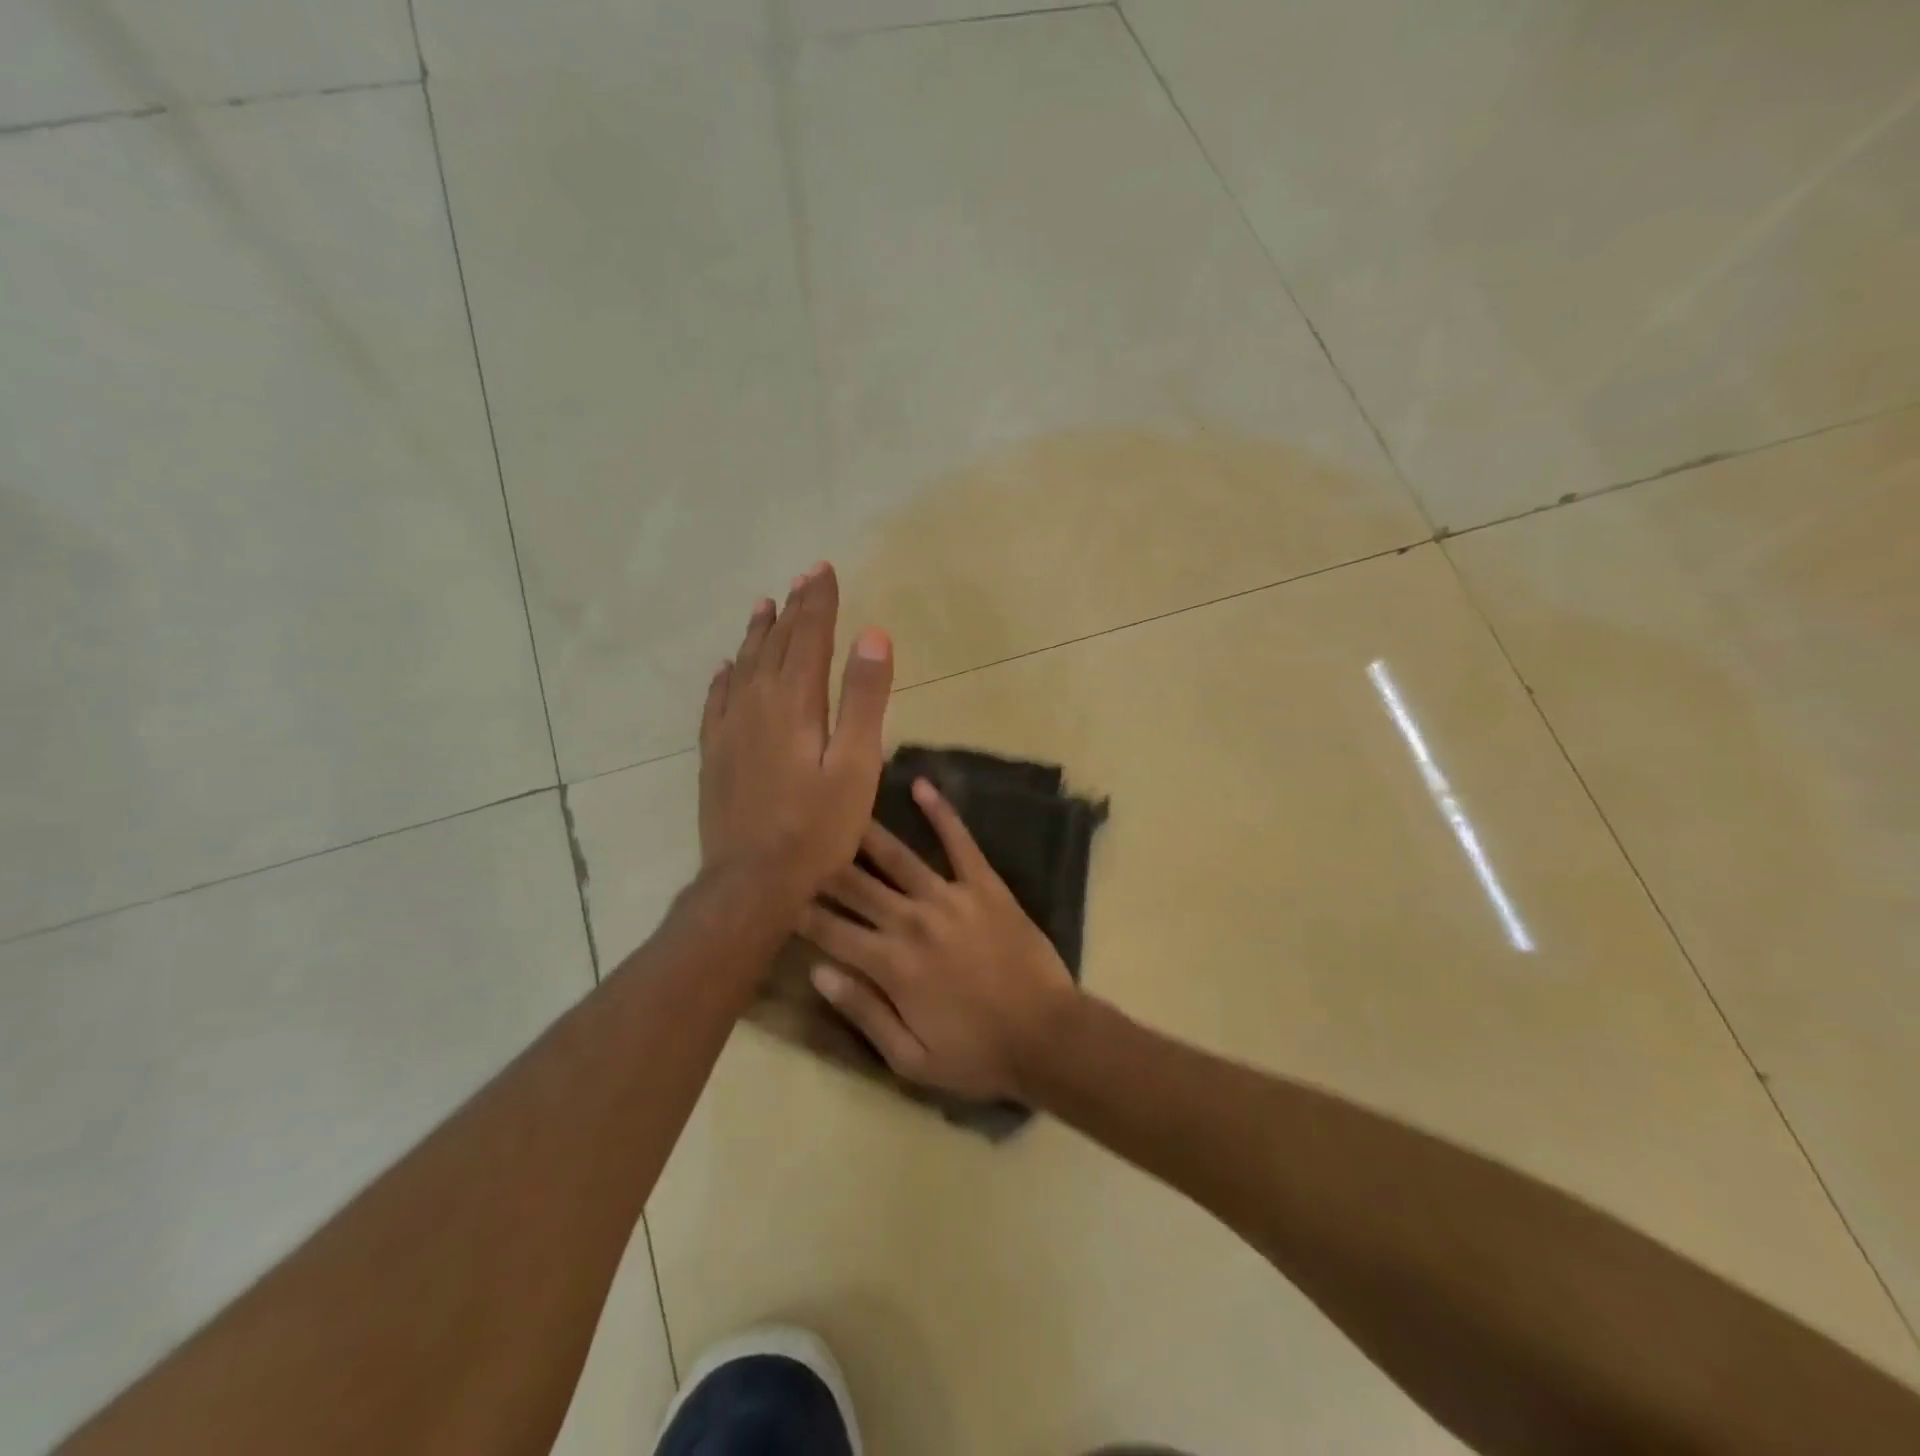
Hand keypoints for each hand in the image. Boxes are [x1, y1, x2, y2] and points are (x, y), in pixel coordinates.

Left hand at [698, 563, 892, 903]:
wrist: (751, 881)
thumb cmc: (817, 828)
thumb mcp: (857, 765)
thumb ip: (865, 698)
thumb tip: (874, 635)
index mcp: (795, 702)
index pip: (809, 636)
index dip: (819, 601)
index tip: (824, 570)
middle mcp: (756, 702)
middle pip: (776, 643)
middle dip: (793, 608)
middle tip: (803, 577)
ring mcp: (729, 728)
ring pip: (744, 665)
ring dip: (758, 633)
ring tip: (764, 605)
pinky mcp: (713, 753)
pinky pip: (716, 700)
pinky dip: (725, 675)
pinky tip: (726, 667)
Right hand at [797, 778, 1077, 1100]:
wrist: (1047, 1036)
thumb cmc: (977, 1055)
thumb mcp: (911, 1058)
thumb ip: (862, 1012)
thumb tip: (817, 972)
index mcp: (891, 964)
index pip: (831, 930)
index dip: (801, 913)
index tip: (779, 897)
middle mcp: (912, 921)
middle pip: (855, 886)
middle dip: (823, 868)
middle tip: (800, 845)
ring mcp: (950, 897)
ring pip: (896, 858)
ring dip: (865, 834)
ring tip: (840, 810)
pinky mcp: (984, 885)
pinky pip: (959, 842)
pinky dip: (940, 813)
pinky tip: (921, 785)